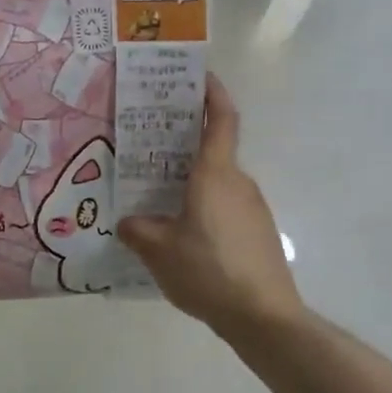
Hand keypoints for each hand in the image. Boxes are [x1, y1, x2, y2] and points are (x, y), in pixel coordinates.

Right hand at [118, 75, 305, 336]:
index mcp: (215, 174)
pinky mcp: (259, 232)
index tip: (199, 76)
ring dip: (193, 181)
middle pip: (214, 151)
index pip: (222, 119)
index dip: (213, 93)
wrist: (264, 316)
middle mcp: (238, 182)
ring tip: (159, 196)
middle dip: (186, 144)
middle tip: (151, 146)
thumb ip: (138, 230)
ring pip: (218, 182)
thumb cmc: (209, 271)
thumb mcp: (159, 251)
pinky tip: (184, 234)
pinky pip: (226, 206)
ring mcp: (253, 207)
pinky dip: (205, 206)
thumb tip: (127, 223)